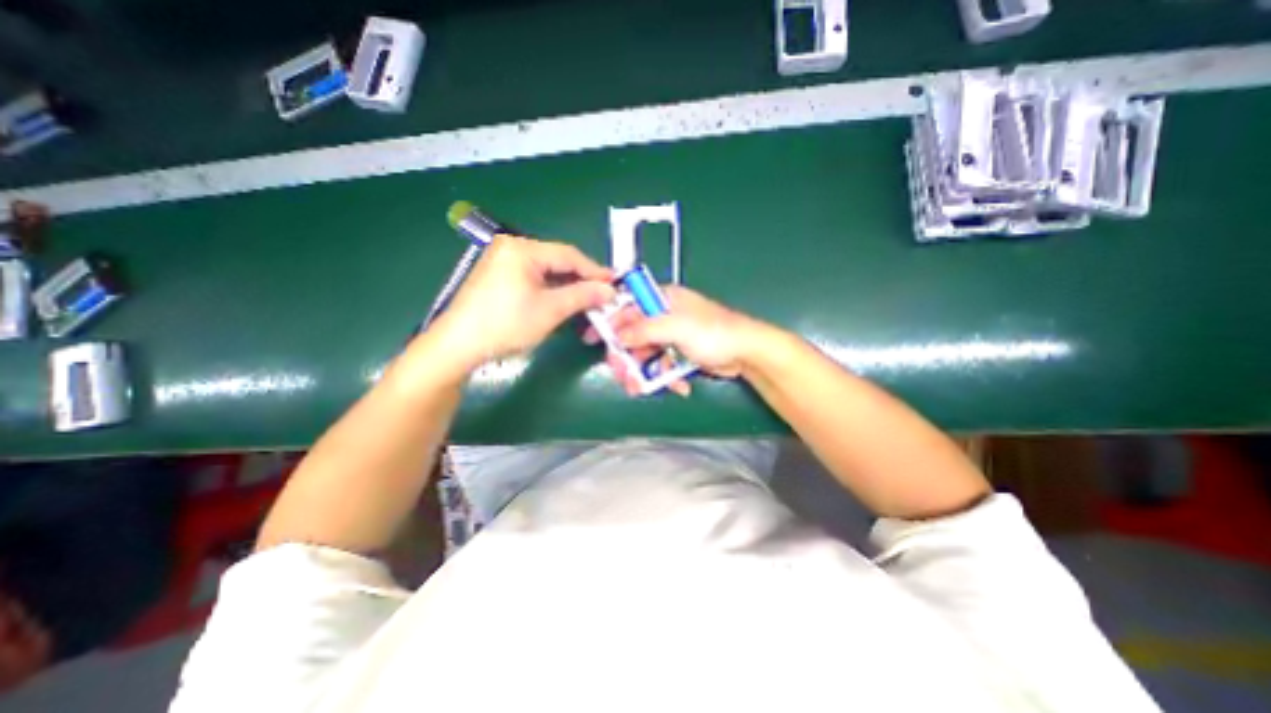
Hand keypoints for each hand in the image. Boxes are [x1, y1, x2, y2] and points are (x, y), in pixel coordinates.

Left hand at [430, 237, 617, 373]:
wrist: (459, 345)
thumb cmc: (506, 324)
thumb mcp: (550, 310)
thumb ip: (583, 295)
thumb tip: (610, 290)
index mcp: (522, 248)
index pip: (569, 255)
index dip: (594, 271)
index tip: (615, 284)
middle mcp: (512, 247)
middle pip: (557, 261)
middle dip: (582, 279)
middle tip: (603, 295)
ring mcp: (503, 261)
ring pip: (547, 271)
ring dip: (568, 286)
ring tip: (588, 301)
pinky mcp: (499, 276)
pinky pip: (534, 278)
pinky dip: (551, 290)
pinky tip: (563, 302)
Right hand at [584, 283, 762, 395]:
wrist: (746, 353)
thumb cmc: (713, 333)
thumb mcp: (676, 327)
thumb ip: (644, 330)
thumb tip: (618, 336)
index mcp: (663, 299)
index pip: (627, 306)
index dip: (609, 321)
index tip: (592, 338)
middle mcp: (665, 315)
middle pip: (633, 335)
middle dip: (626, 356)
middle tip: (621, 374)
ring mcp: (673, 336)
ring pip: (646, 353)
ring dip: (643, 372)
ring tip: (639, 389)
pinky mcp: (681, 353)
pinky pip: (663, 365)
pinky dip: (665, 377)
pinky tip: (677, 386)